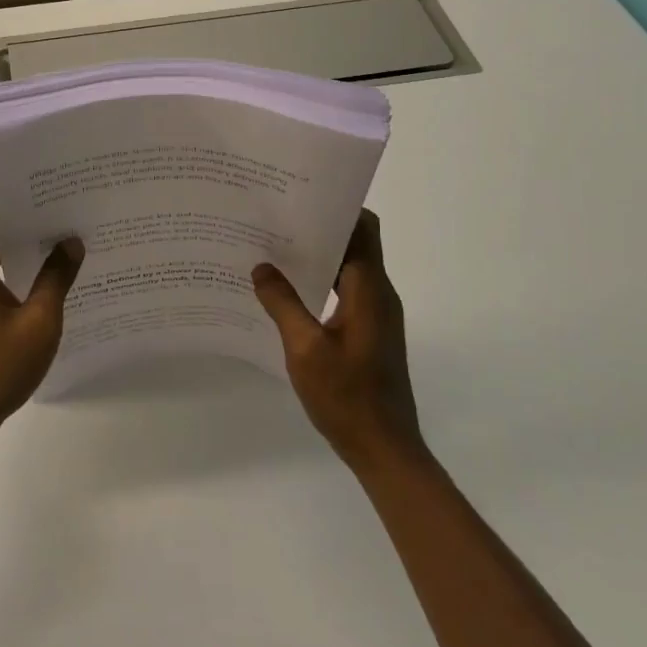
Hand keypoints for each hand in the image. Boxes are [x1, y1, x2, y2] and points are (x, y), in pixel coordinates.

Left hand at [0, 184, 83, 448]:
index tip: (49, 172)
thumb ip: (56, 278)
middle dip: (24, 204)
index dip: (14, 181)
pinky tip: (45, 263)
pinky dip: (10, 256)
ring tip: (62, 223)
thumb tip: (72, 241)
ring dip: (18, 232)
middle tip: (67, 195)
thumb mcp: (37, 325)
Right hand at [253, 210, 424, 474]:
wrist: (385, 450)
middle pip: (355, 243)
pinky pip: (345, 291)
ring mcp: (376, 314)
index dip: (338, 207)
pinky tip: (287, 291)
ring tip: (274, 248)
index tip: (301, 196)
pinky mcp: (369, 332)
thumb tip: (262, 268)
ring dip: (318, 255)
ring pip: (349, 268)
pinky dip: (321, 281)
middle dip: (320, 227)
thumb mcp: (305, 349)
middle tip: (276, 218)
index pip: (363, 228)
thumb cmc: (347, 397)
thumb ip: (282, 304)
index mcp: (370, 290)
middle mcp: (378, 294)